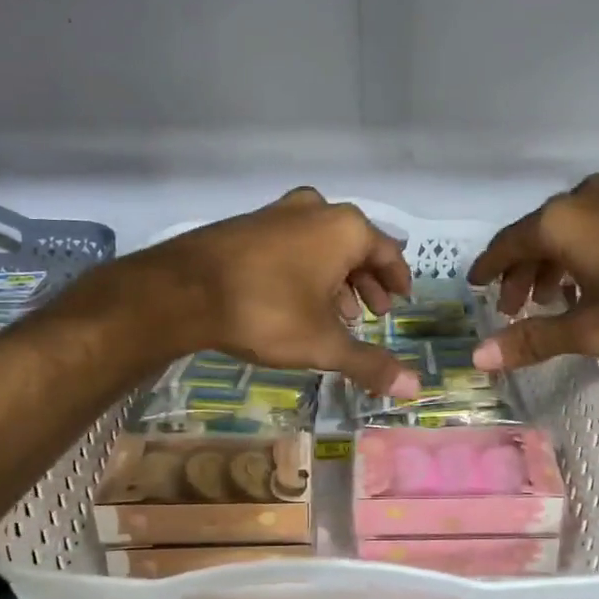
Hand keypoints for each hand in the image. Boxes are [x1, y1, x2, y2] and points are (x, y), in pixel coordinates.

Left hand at [126, 188, 421, 397]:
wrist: (183, 290)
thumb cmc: (267, 311)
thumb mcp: (324, 343)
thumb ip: (369, 363)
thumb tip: (414, 388)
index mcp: (345, 229)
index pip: (388, 252)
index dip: (397, 280)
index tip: (401, 301)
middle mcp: (316, 210)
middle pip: (356, 246)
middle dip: (366, 282)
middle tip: (372, 313)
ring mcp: (278, 212)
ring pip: (322, 245)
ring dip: (336, 278)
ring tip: (337, 313)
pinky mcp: (248, 224)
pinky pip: (293, 244)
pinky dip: (305, 269)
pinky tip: (296, 300)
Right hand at [466, 175, 598, 368]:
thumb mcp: (593, 328)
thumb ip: (534, 340)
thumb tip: (479, 356)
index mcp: (559, 222)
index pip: (506, 244)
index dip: (488, 268)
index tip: (474, 284)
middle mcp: (583, 198)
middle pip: (536, 235)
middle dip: (522, 273)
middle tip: (517, 308)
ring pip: (569, 228)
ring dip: (554, 263)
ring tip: (557, 299)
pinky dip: (584, 249)